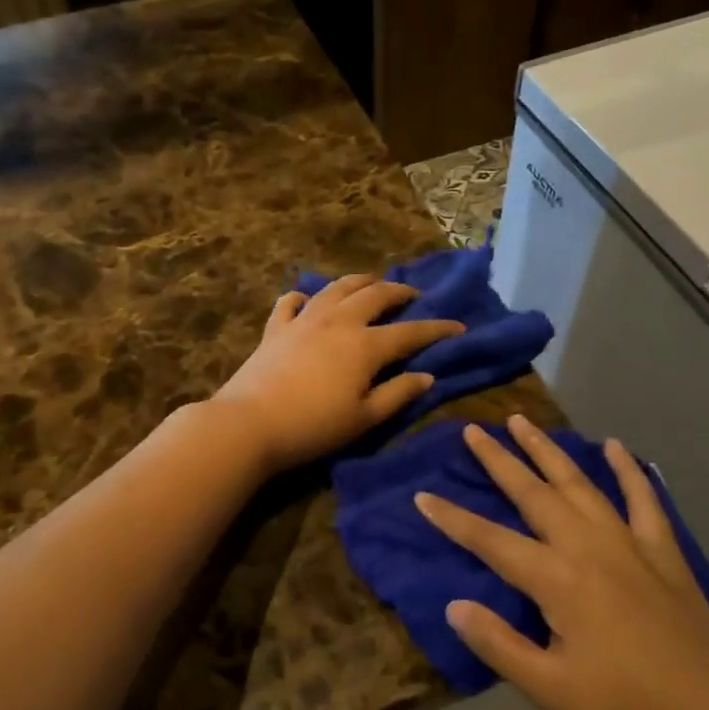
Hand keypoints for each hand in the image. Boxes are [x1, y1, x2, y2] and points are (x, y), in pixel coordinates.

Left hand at [212, 274, 463, 473]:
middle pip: (375, 295)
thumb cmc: (314, 427)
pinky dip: (304, 296)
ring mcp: (304, 320)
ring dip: (358, 282)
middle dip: (398, 291)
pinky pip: (291, 302)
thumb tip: (427, 376)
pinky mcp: (275, 328)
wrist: (249, 424)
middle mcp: (338, 322)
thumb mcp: (364, 418)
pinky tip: (307, 299)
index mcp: (365, 345)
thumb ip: (398, 394)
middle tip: (412, 294)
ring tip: (371, 283)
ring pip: (336, 288)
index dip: (437, 329)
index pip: (410, 332)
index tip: (458, 326)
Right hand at [417, 415, 708, 709]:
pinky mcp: (661, 548)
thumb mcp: (549, 688)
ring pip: (578, 483)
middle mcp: (586, 545)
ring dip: (547, 450)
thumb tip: (454, 605)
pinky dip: (628, 470)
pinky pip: (643, 497)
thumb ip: (498, 644)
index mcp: (556, 579)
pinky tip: (615, 446)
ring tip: (523, 421)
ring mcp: (627, 541)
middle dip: (499, 460)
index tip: (422, 495)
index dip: (452, 519)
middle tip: (474, 430)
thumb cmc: (623, 702)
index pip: (490, 540)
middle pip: (532, 493)